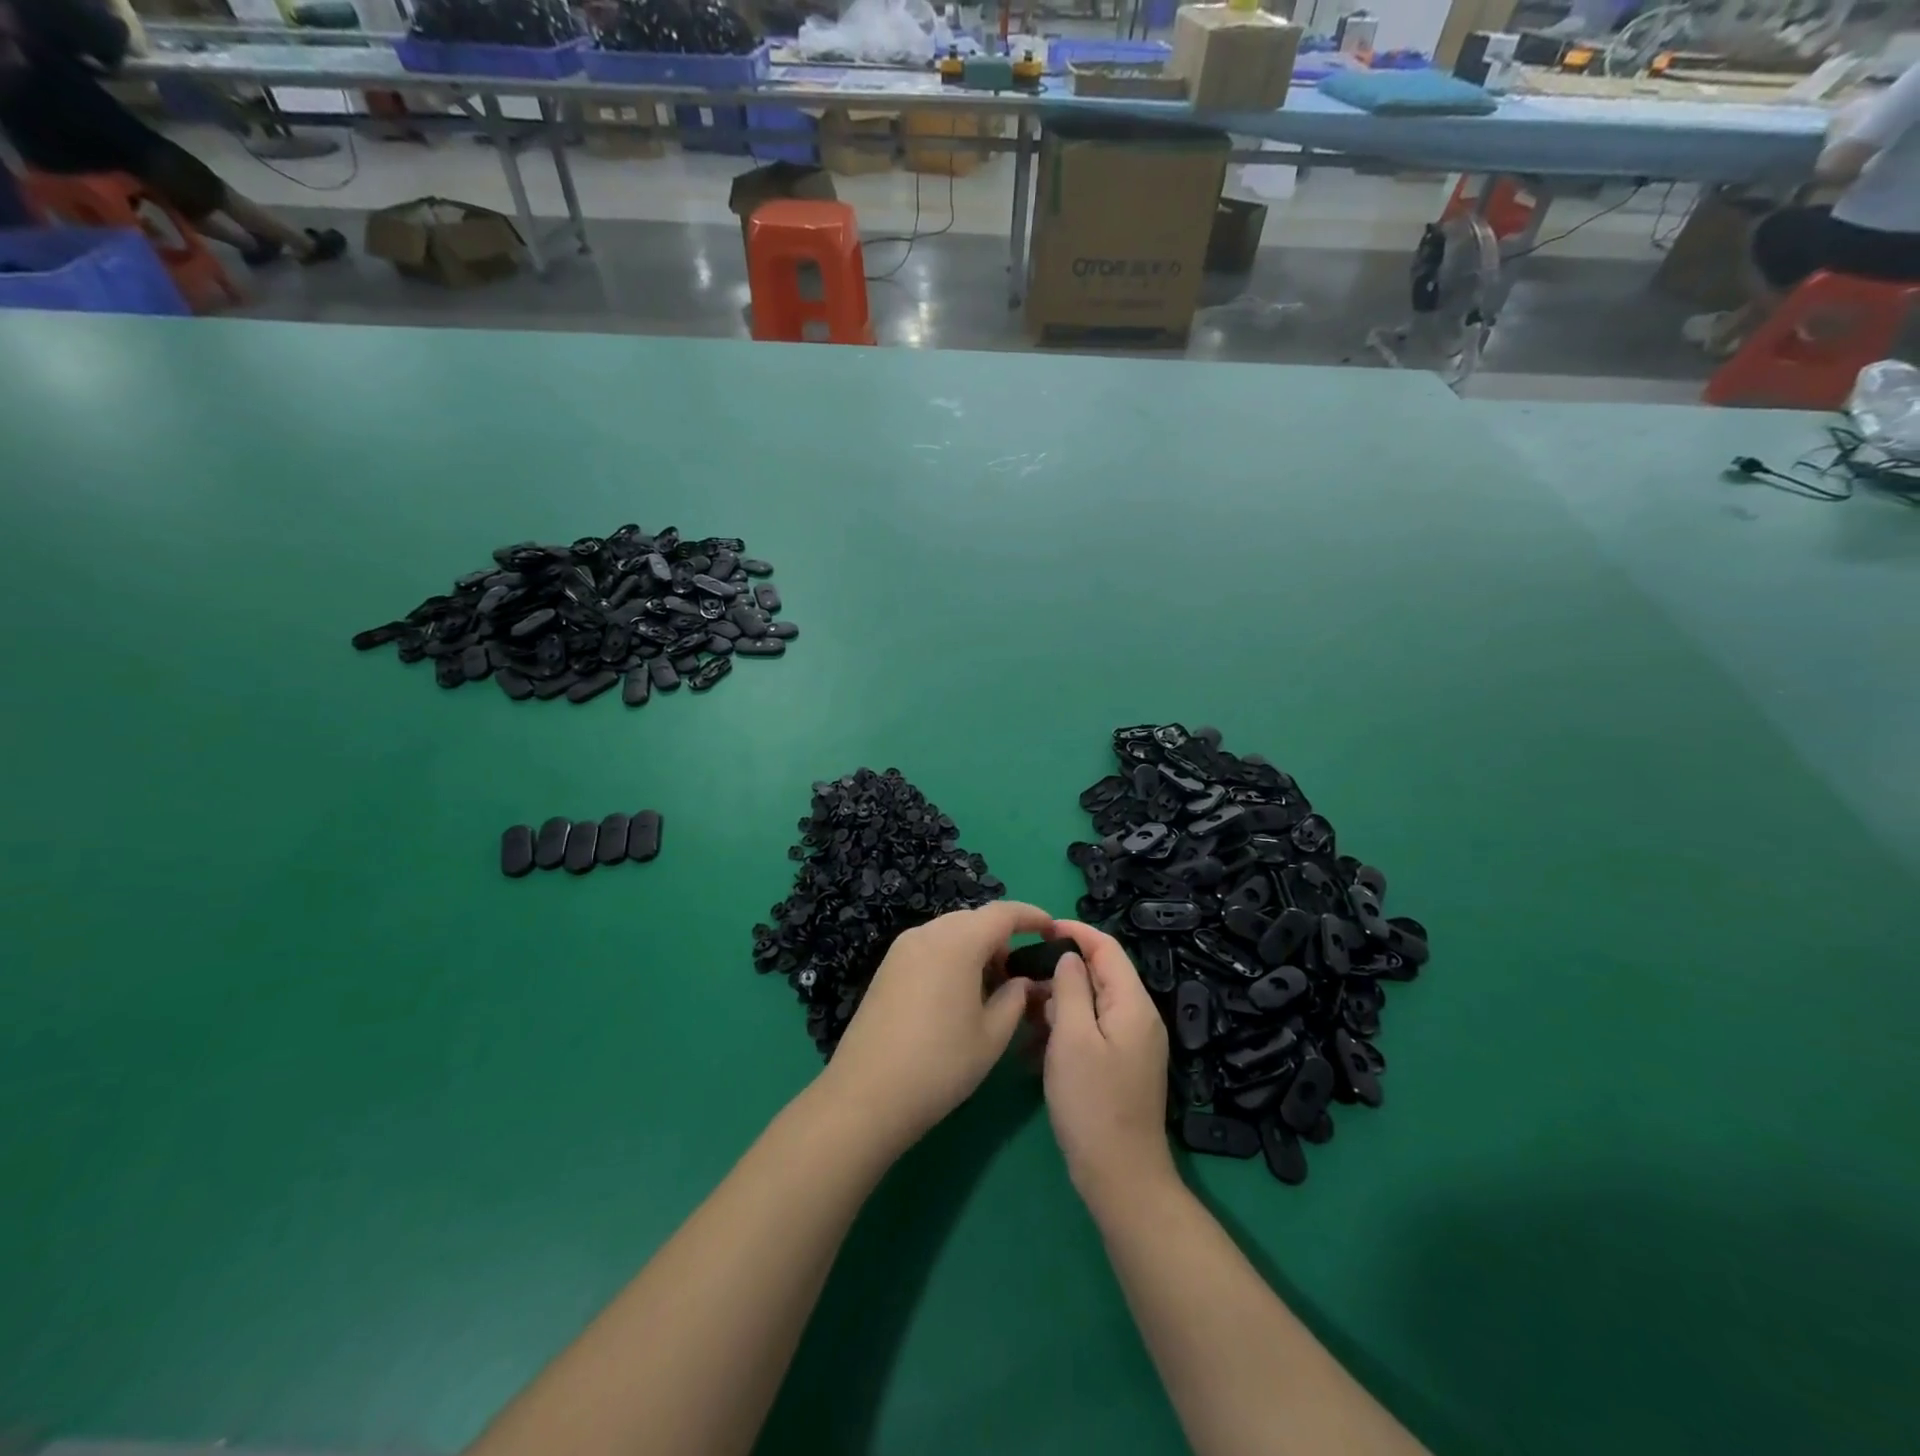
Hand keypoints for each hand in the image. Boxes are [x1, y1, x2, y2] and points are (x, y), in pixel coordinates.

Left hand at [818, 901, 1051, 1155]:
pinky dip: (952, 957)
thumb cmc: (940, 1064)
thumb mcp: (992, 1036)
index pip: (1002, 913)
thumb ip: (1015, 998)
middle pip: (974, 919)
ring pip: (950, 932)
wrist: (866, 1095)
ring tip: (991, 987)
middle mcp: (928, 933)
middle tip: (1020, 972)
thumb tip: (1022, 981)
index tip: (1052, 930)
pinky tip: (959, 994)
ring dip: (976, 947)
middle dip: (1002, 936)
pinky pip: (930, 947)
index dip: (1031, 916)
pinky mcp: (887, 967)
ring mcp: (902, 948)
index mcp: (957, 941)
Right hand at [1041, 919, 1174, 1207]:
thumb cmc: (1092, 1103)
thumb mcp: (1072, 1038)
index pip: (1107, 948)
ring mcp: (1130, 1044)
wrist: (1121, 1178)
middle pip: (1098, 975)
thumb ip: (1071, 988)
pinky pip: (1089, 1033)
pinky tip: (1031, 1052)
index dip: (1075, 932)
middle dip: (1058, 973)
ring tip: (1019, 1015)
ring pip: (1089, 1005)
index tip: (1039, 929)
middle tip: (1018, 979)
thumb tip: (1068, 956)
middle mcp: (1138, 1017)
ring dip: (1055, 1005)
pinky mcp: (1119, 1066)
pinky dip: (1062, 1033)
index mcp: (1133, 1004)